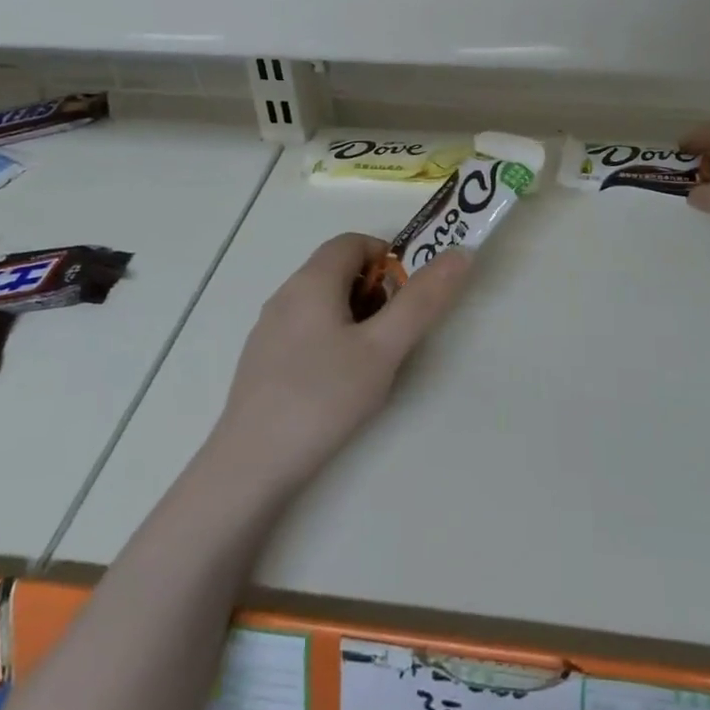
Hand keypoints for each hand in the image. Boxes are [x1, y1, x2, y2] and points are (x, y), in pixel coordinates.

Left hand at [213, 233, 472, 495]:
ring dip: (355, 319)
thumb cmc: (323, 398)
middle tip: (393, 336)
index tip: (407, 298)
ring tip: (369, 365)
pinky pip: (305, 332)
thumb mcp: (384, 349)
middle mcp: (285, 295)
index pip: (354, 242)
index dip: (388, 258)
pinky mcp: (261, 362)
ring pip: (322, 304)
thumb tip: (459, 254)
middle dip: (375, 293)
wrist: (250, 467)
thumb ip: (422, 301)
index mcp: (312, 281)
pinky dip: (330, 341)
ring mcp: (268, 330)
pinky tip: (336, 387)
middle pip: (338, 271)